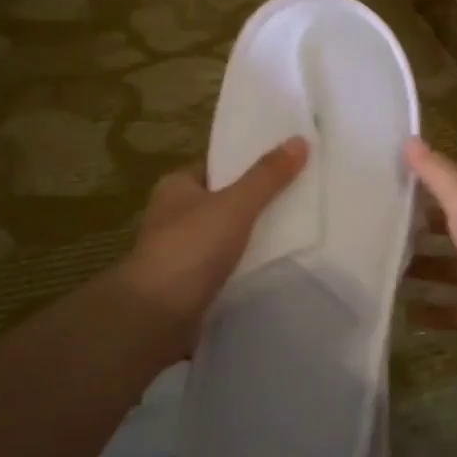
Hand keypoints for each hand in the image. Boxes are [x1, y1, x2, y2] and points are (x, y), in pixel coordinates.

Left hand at [120, 137, 309, 352]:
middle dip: (256, 204)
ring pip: (225, 238)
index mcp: (176, 187)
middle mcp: (173, 216)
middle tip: (300, 200)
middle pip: (224, 203)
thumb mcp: (235, 205)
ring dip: (252, 240)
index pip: (218, 167)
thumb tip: (300, 140)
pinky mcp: (189, 286)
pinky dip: (244, 268)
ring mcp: (180, 253)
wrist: (156, 316)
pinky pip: (224, 269)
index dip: (249, 166)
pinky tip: (273, 269)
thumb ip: (267, 176)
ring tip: (296, 235)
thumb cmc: (191, 248)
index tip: (286, 167)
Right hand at [402, 138, 456, 369]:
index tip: (408, 175)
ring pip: (452, 268)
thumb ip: (436, 173)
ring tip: (384, 265)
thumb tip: (409, 139)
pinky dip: (431, 311)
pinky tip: (403, 309)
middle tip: (384, 222)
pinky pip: (454, 310)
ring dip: (423, 268)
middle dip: (426, 224)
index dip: (446, 175)